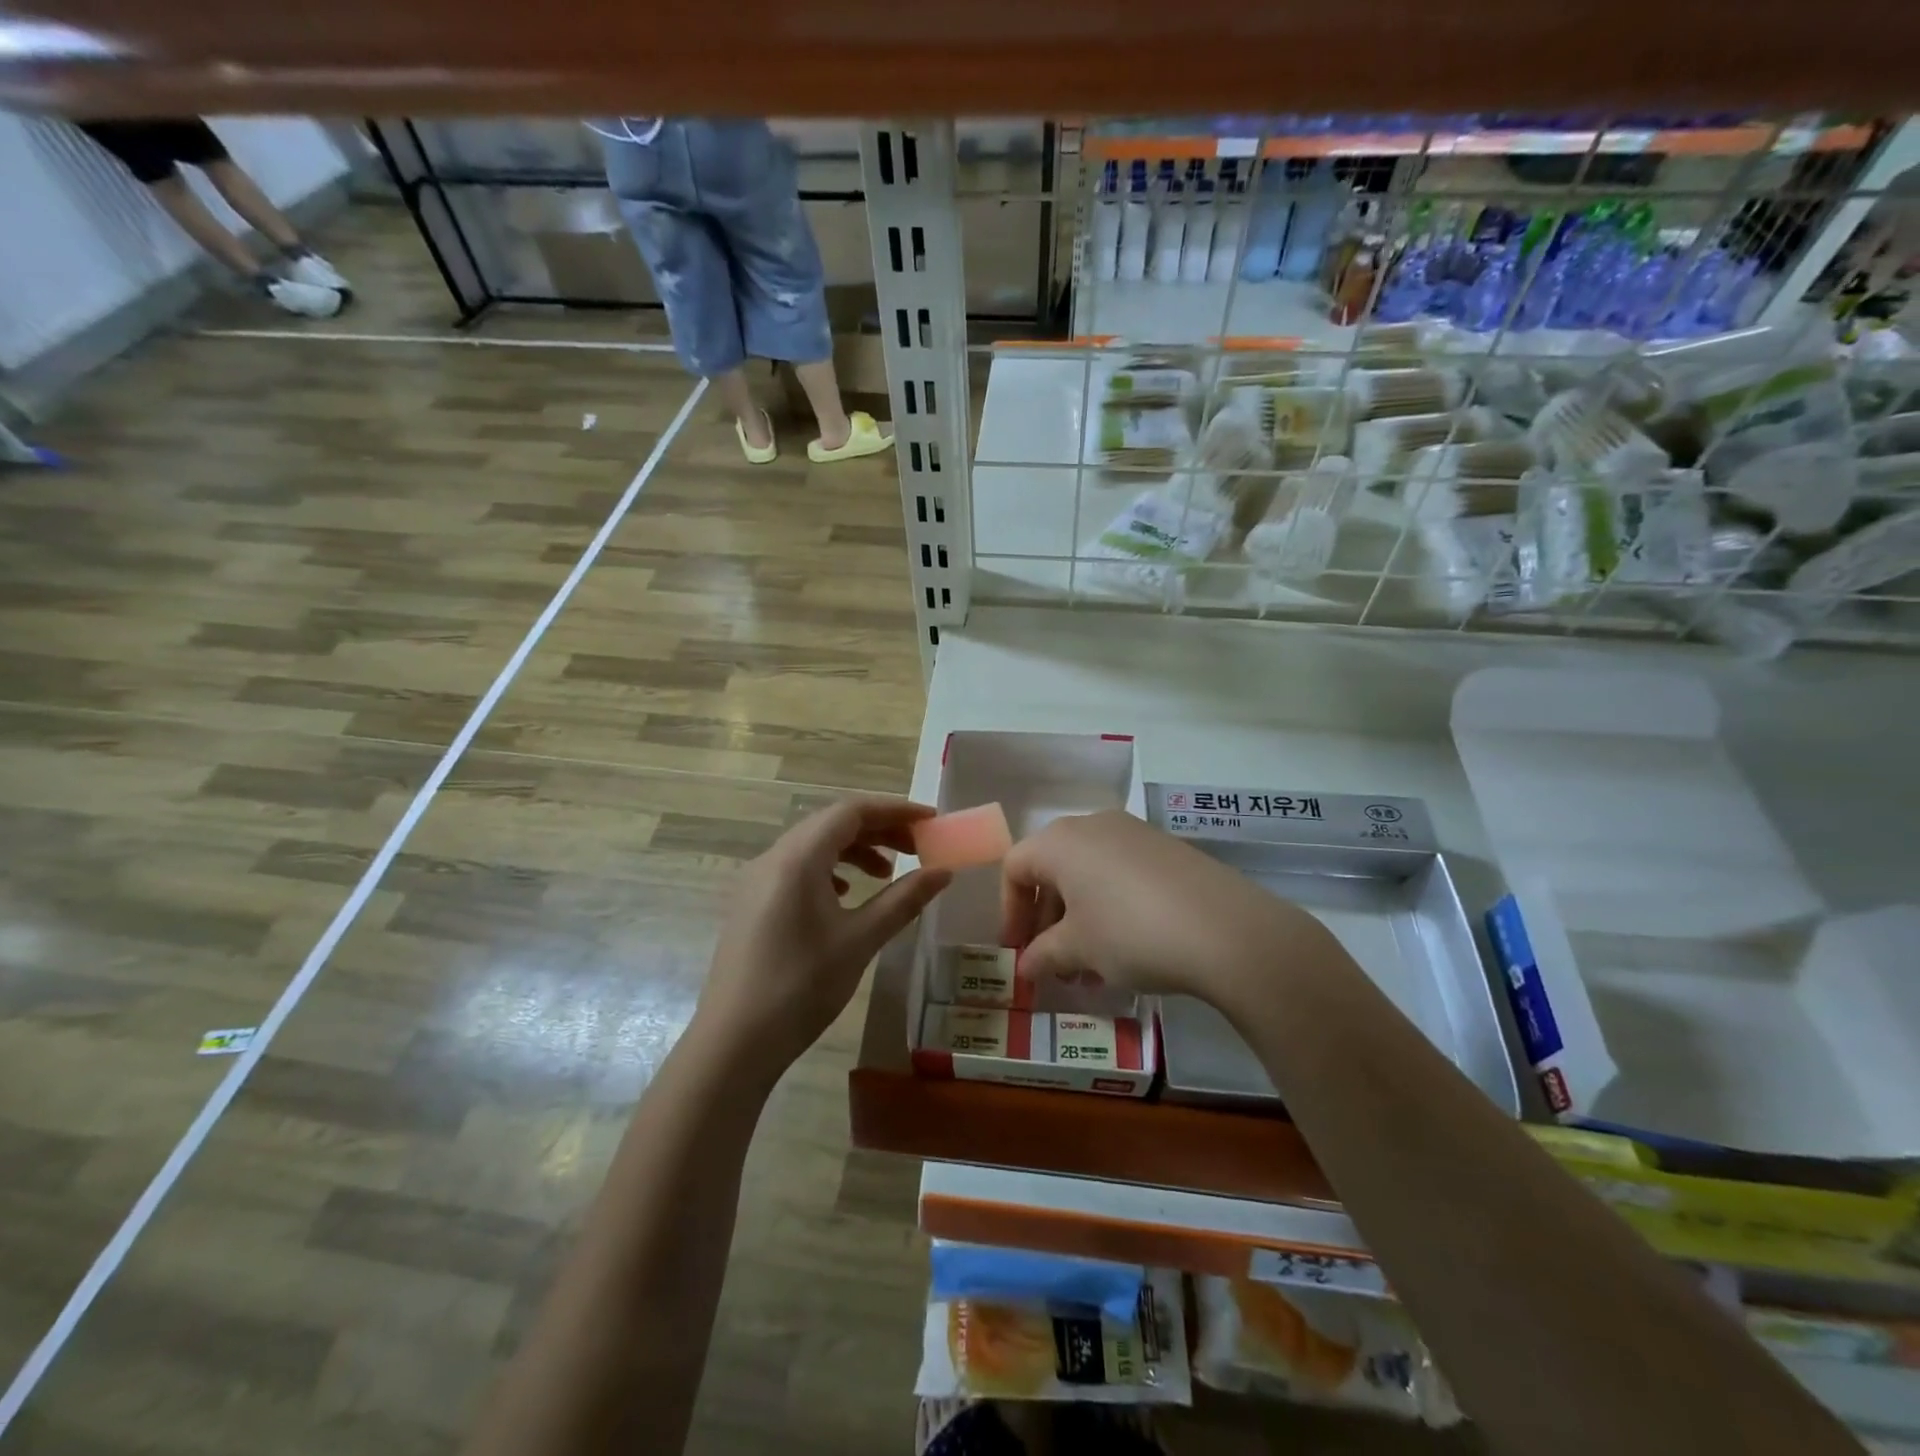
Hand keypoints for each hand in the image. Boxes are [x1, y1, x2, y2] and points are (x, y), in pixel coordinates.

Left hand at [698, 797, 950, 1074]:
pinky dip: (829, 870)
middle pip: (831, 824)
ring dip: (854, 850)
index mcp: (797, 858)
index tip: (930, 821)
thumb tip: (943, 871)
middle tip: (916, 848)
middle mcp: (772, 858)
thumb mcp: (860, 940)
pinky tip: (846, 896)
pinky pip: (796, 869)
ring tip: (887, 873)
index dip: (894, 810)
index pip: (851, 811)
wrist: (734, 1043)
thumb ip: (903, 899)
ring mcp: (756, 881)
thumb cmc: (802, 987)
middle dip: (878, 830)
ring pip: (813, 846)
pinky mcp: (751, 904)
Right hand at [1001, 810, 1328, 1008]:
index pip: (1015, 868)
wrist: (1226, 929)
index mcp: (1060, 841)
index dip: (1010, 912)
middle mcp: (1093, 825)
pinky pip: (1121, 874)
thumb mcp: (1078, 950)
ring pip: (1088, 873)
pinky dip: (1111, 906)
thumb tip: (1025, 966)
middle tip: (1055, 963)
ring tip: (1092, 966)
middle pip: (1052, 869)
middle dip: (1047, 919)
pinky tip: (1128, 948)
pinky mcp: (1166, 849)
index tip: (1019, 952)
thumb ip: (1042, 955)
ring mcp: (1134, 833)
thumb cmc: (1130, 933)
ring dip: (1079, 918)